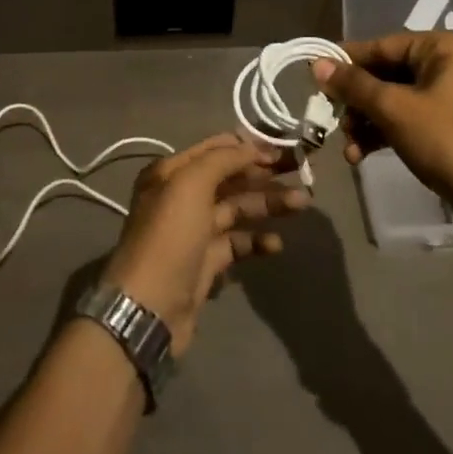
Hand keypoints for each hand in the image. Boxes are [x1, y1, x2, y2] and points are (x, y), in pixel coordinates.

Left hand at [99, 134, 309, 357]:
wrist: (150, 306)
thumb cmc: (170, 236)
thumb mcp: (190, 185)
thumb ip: (222, 160)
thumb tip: (251, 147)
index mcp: (171, 172)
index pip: (215, 149)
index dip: (248, 146)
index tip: (283, 148)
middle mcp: (181, 196)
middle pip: (230, 178)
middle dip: (264, 174)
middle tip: (302, 172)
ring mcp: (194, 230)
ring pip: (237, 209)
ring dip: (268, 204)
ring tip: (302, 204)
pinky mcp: (206, 261)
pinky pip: (237, 242)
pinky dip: (257, 240)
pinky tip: (276, 244)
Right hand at [313, 33, 452, 217]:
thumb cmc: (446, 138)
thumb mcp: (394, 108)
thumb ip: (354, 85)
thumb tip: (316, 65)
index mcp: (443, 48)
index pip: (381, 46)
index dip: (346, 62)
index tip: (314, 76)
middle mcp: (449, 65)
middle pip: (385, 74)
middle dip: (356, 102)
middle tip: (331, 119)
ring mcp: (451, 97)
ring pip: (393, 100)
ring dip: (365, 122)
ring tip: (347, 147)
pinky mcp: (449, 127)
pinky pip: (406, 120)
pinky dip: (383, 133)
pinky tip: (360, 155)